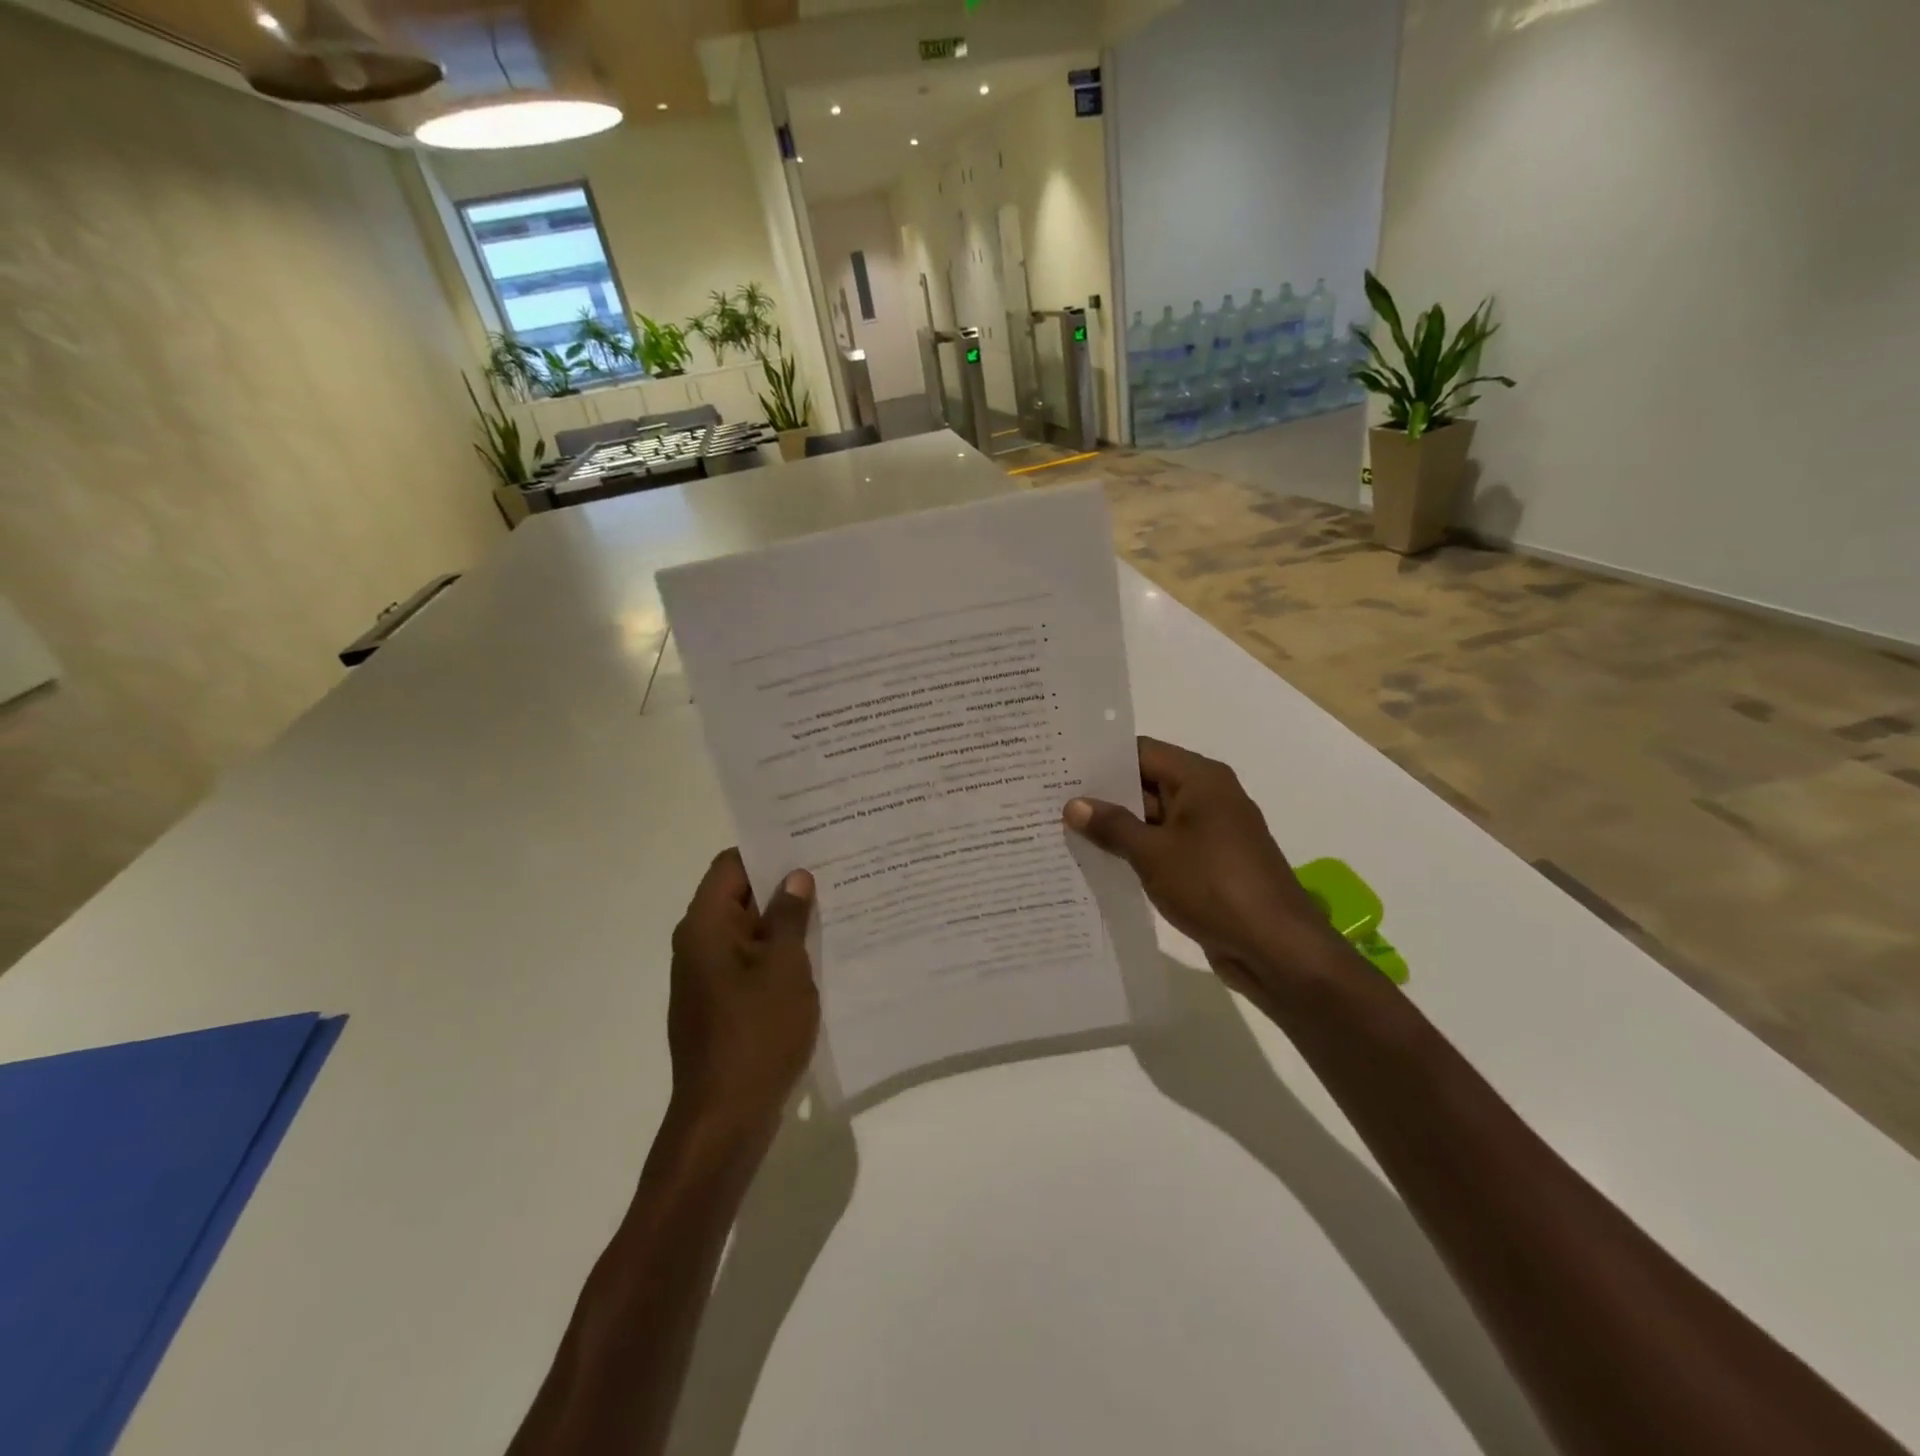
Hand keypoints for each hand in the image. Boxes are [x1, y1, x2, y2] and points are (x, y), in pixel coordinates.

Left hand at [667, 850, 818, 1128]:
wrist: (725, 1119)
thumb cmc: (756, 1034)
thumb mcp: (784, 967)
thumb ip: (789, 917)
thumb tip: (795, 876)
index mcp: (705, 926)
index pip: (731, 865)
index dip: (768, 849)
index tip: (809, 840)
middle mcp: (699, 944)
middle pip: (740, 895)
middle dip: (783, 883)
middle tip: (833, 869)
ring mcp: (709, 977)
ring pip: (749, 931)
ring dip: (785, 920)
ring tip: (835, 905)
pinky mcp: (722, 1004)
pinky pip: (751, 962)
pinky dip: (779, 952)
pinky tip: (819, 952)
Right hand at [1064, 737, 1348, 1000]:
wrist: (1276, 948)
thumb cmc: (1214, 886)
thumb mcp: (1153, 854)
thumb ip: (1112, 826)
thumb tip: (1074, 804)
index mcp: (1200, 779)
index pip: (1142, 752)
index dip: (1102, 758)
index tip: (1061, 765)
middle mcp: (1208, 797)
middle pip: (1147, 783)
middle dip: (1103, 794)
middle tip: (1052, 798)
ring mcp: (1210, 832)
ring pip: (1154, 818)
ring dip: (1117, 826)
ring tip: (1065, 830)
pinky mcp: (1209, 864)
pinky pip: (1165, 847)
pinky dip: (1137, 851)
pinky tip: (1099, 861)